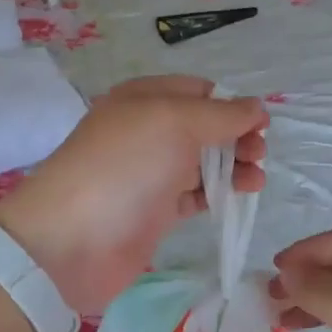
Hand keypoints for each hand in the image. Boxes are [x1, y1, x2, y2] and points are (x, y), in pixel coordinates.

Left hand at [0, 76, 266, 314]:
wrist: (72, 239)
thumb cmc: (125, 167)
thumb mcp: (174, 122)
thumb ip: (221, 114)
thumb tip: (256, 107)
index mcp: (144, 99)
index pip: (198, 91)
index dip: (231, 104)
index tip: (260, 124)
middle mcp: (146, 131)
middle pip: (204, 127)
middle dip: (236, 136)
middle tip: (258, 154)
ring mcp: (149, 173)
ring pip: (202, 162)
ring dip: (234, 166)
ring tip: (256, 179)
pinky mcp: (155, 211)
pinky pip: (195, 194)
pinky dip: (219, 193)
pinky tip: (239, 197)